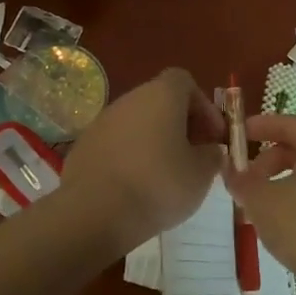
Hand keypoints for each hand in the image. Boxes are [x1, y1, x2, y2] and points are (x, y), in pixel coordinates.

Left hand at [62, 68, 225, 250]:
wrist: (95, 212)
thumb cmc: (158, 185)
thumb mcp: (201, 174)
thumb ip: (212, 156)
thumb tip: (210, 151)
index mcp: (161, 96)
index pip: (184, 82)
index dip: (203, 106)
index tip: (212, 136)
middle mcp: (129, 100)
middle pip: (160, 102)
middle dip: (179, 125)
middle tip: (193, 157)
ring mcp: (101, 122)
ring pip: (136, 124)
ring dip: (154, 142)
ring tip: (165, 176)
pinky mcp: (83, 147)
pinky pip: (115, 144)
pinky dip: (129, 157)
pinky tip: (135, 187)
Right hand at [222, 114, 295, 290]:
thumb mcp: (261, 201)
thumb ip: (241, 180)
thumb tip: (229, 169)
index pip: (289, 123)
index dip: (260, 126)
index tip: (237, 134)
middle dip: (270, 158)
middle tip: (247, 176)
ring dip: (286, 177)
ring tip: (262, 200)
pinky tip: (286, 217)